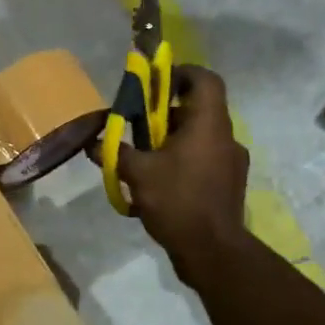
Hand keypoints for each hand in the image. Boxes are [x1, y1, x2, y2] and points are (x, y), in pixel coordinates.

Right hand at [116, 65, 250, 278]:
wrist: (212, 251)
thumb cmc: (177, 200)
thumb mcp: (137, 173)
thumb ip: (115, 152)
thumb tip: (92, 141)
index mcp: (209, 124)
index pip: (205, 79)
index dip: (181, 73)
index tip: (156, 82)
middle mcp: (226, 137)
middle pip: (199, 109)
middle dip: (167, 112)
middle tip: (139, 124)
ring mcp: (232, 162)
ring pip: (201, 136)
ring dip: (173, 139)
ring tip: (145, 156)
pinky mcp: (229, 184)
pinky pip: (205, 159)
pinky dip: (184, 160)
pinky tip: (160, 182)